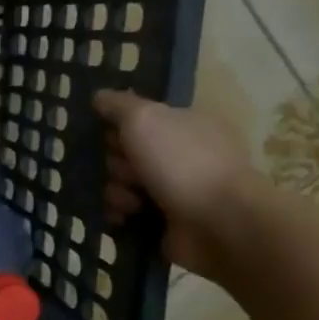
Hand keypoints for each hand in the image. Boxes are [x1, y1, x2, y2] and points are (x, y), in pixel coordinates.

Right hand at [94, 89, 267, 279]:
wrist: (219, 223)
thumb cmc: (182, 162)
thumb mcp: (145, 119)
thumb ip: (119, 105)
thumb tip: (99, 96)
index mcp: (187, 124)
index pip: (140, 119)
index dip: (120, 127)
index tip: (112, 136)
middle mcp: (183, 154)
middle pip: (127, 152)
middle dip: (117, 163)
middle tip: (128, 170)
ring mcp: (177, 189)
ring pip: (123, 183)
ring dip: (118, 191)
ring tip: (131, 201)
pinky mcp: (167, 220)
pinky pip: (128, 211)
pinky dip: (122, 214)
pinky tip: (127, 217)